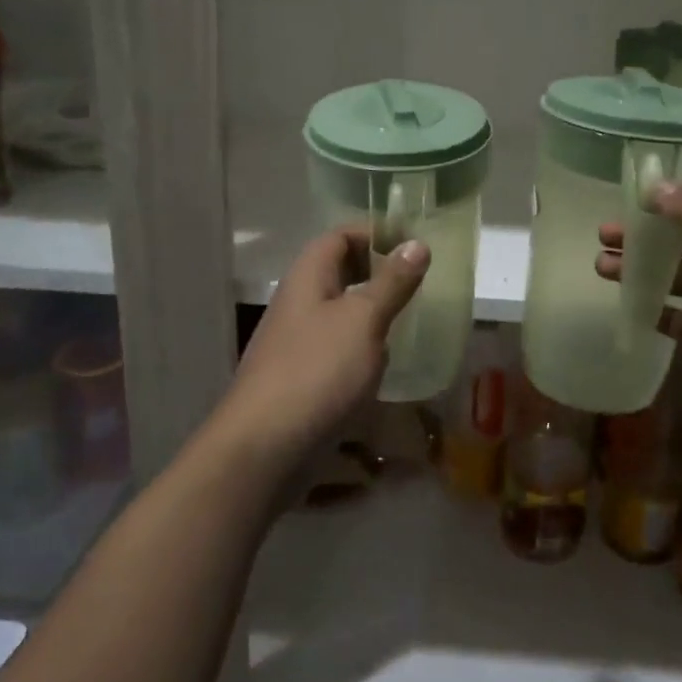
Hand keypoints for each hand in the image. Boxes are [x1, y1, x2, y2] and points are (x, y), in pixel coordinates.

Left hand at [218, 229, 429, 469]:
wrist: (265, 448)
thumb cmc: (317, 371)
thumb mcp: (363, 320)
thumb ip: (392, 282)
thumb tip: (417, 243)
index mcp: (307, 278)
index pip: (338, 237)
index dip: (373, 234)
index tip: (411, 246)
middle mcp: (298, 303)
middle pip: (337, 273)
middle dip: (376, 273)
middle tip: (416, 283)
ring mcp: (296, 342)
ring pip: (338, 312)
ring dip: (370, 312)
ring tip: (407, 320)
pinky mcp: (301, 378)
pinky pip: (335, 348)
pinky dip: (360, 347)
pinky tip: (382, 364)